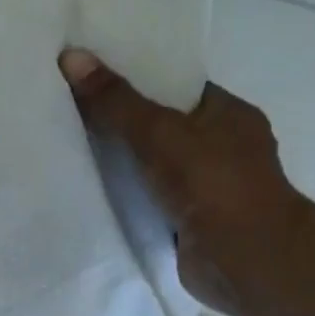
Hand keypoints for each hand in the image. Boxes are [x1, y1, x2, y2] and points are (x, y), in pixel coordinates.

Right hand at [58, 48, 305, 315]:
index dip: (140, 80)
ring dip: (124, 165)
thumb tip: (71, 56)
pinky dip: (128, 198)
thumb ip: (115, 101)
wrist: (243, 259)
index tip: (96, 79)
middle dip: (124, 124)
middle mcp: (224, 148)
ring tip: (71, 150)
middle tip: (73, 113)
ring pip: (156, 166)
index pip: (179, 88)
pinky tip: (91, 193)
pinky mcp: (192, 223)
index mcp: (229, 114)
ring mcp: (209, 189)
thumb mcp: (157, 132)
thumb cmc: (212, 183)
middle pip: (164, 127)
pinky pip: (151, 200)